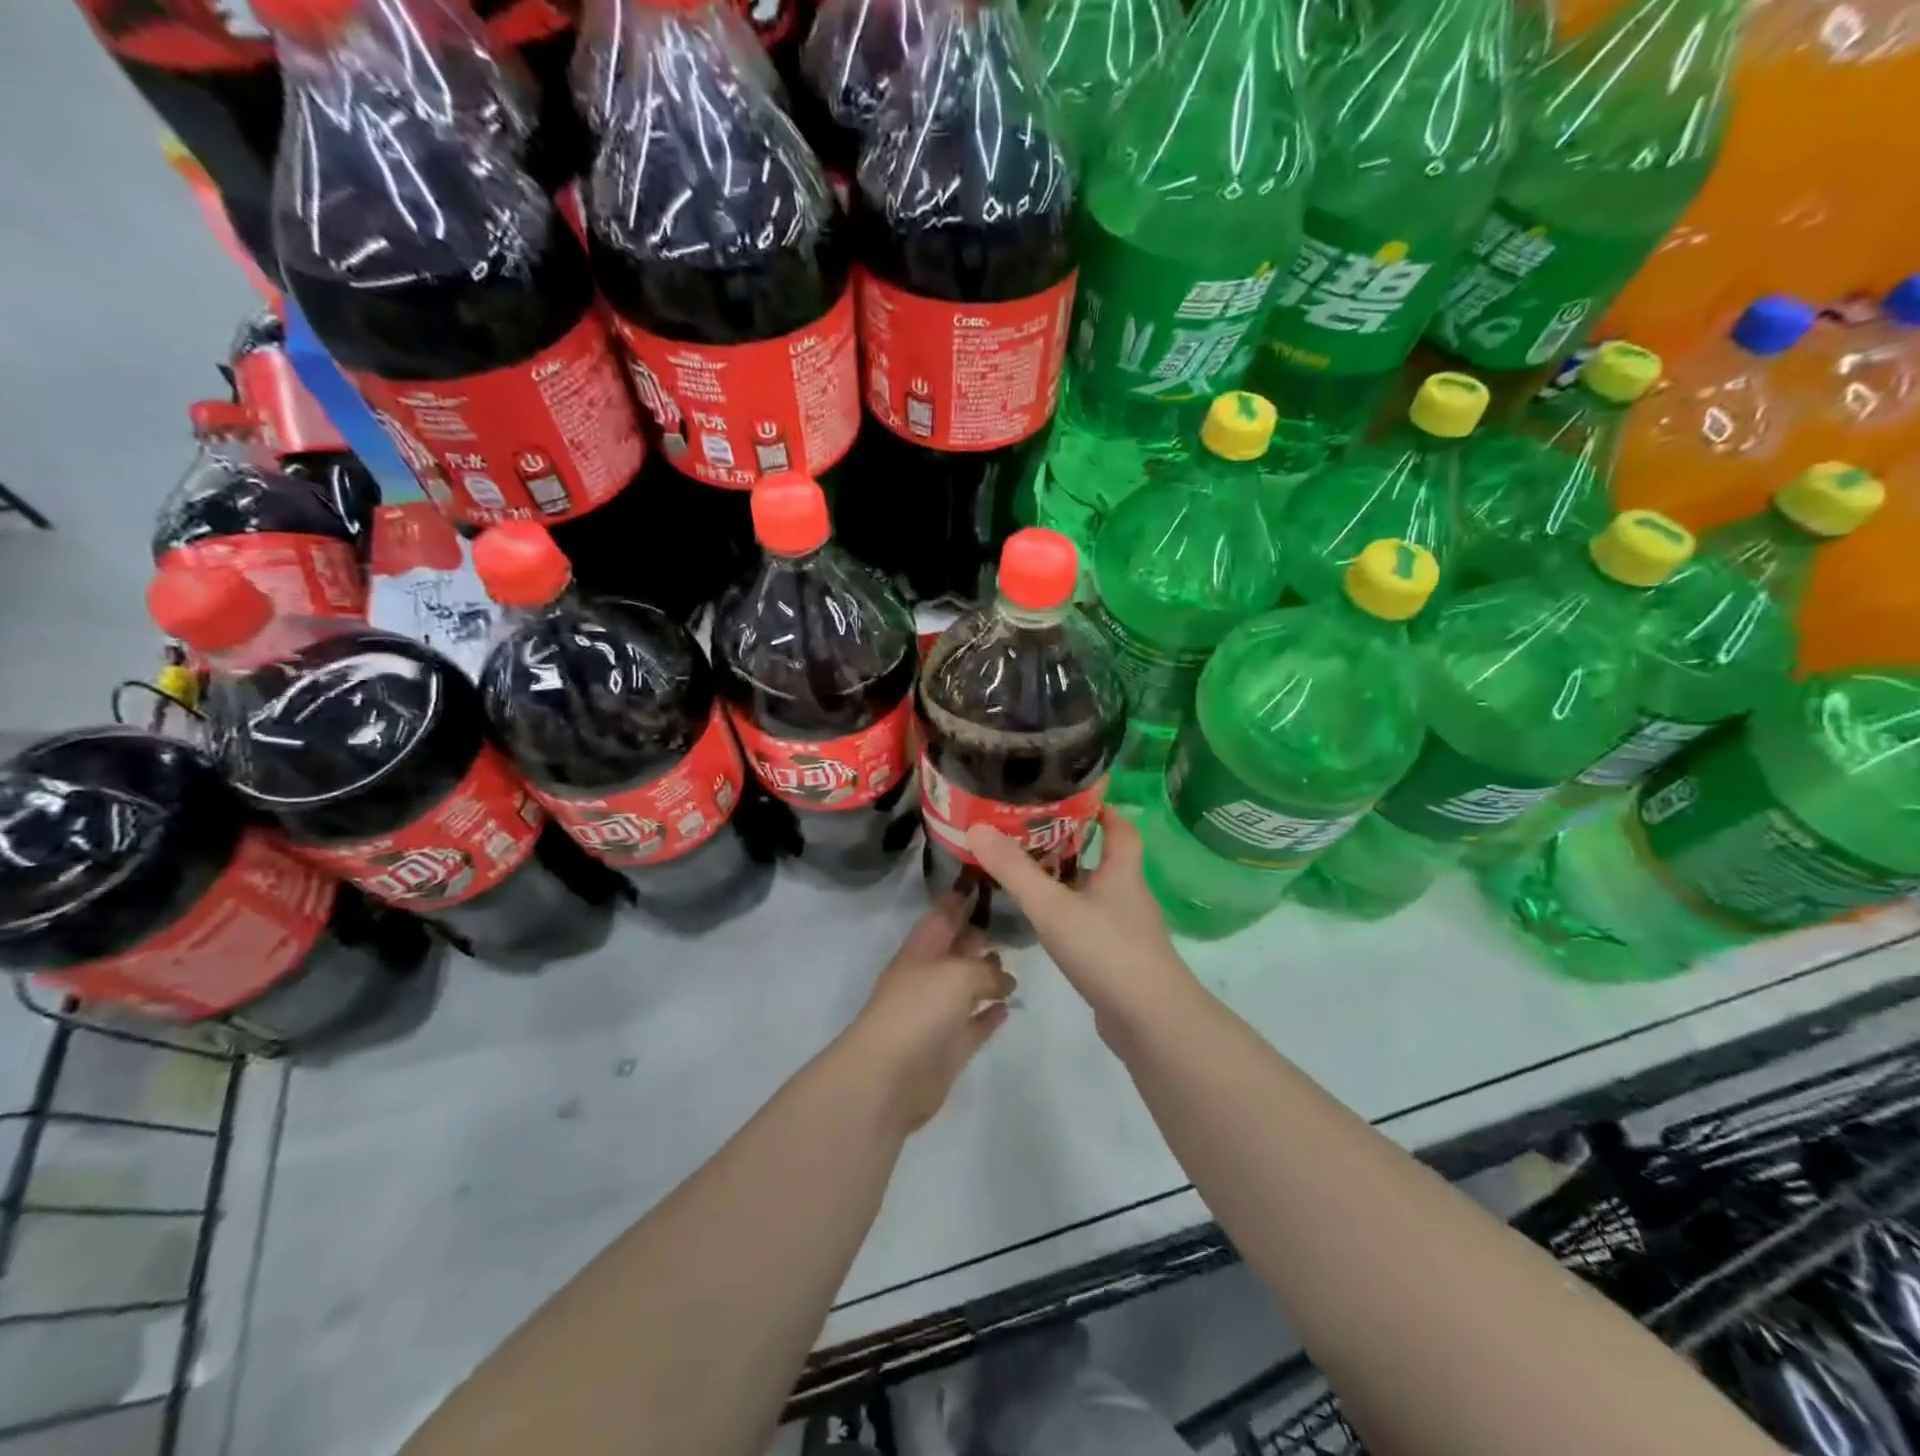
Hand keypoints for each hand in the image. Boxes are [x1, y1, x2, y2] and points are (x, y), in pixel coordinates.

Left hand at [838, 893, 1016, 1134]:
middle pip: (958, 949)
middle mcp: (929, 975)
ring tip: (1016, 964)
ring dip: (988, 976)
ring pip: (967, 987)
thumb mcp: (960, 973)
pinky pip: (974, 1024)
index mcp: (923, 948)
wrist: (889, 1076)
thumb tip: (1004, 979)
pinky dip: (989, 1015)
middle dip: (980, 935)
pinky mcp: (949, 1047)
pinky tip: (1009, 1007)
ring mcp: (938, 1013)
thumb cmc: (920, 1008)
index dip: (962, 897)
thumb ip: (987, 970)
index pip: (944, 913)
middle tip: (1015, 922)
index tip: (987, 878)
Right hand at [966, 810, 1198, 1040]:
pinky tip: (1044, 924)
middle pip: (1104, 859)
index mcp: (1122, 872)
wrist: (1151, 1022)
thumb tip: (977, 828)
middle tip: (1030, 834)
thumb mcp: (1052, 905)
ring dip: (1067, 882)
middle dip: (1072, 844)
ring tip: (1027, 874)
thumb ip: (1014, 870)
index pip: (1121, 828)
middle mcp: (1129, 896)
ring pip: (1095, 894)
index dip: (1102, 809)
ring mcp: (1127, 931)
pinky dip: (1069, 916)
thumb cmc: (1106, 950)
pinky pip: (1091, 924)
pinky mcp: (1119, 960)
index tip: (1073, 796)